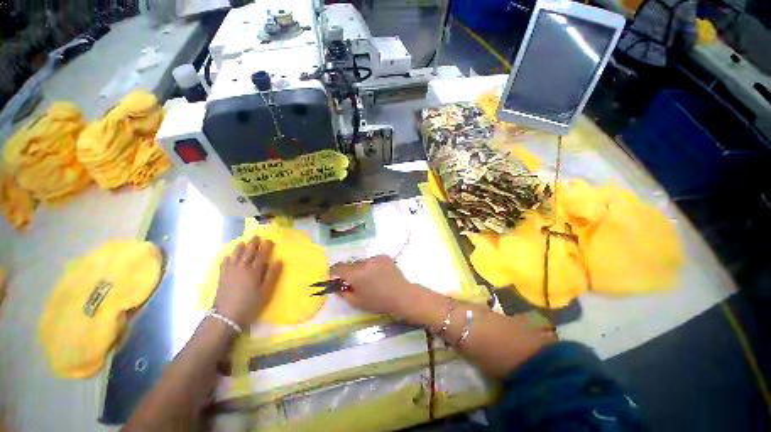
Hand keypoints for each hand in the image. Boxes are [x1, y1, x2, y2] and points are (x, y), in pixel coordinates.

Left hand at [215, 236, 282, 327]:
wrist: (226, 317)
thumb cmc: (250, 304)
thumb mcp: (266, 291)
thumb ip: (272, 275)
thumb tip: (279, 261)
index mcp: (254, 271)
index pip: (261, 255)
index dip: (266, 247)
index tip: (269, 240)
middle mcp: (242, 268)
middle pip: (248, 253)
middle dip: (253, 244)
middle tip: (256, 237)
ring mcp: (230, 272)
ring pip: (235, 256)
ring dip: (240, 248)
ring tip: (243, 242)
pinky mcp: (222, 278)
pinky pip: (224, 264)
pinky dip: (227, 258)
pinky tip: (228, 256)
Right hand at [330, 255, 418, 316]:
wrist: (401, 295)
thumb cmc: (378, 302)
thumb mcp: (357, 302)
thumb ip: (343, 294)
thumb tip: (337, 287)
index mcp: (356, 274)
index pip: (339, 267)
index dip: (334, 271)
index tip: (334, 276)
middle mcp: (364, 263)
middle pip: (351, 264)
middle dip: (351, 272)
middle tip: (356, 281)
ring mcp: (375, 258)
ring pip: (363, 262)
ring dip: (362, 268)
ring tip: (371, 278)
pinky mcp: (384, 256)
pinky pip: (373, 260)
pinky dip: (372, 265)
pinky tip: (379, 274)